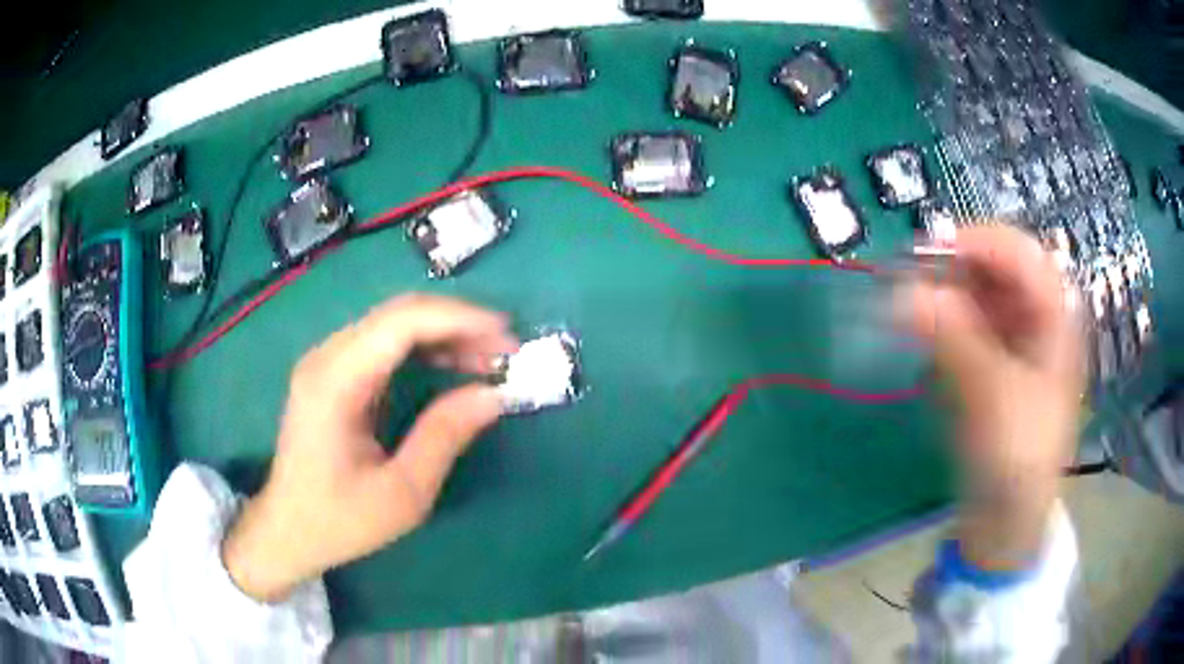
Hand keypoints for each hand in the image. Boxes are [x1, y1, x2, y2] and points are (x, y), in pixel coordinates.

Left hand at [222, 294, 517, 601]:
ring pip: (394, 324)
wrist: (287, 531)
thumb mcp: (402, 493)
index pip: (402, 322)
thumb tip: (494, 394)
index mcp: (335, 382)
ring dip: (445, 334)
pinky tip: (453, 366)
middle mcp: (327, 357)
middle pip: (399, 314)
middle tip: (507, 351)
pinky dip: (425, 349)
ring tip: (489, 360)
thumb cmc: (339, 521)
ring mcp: (327, 362)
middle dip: (459, 324)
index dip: (459, 318)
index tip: (508, 335)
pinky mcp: (333, 374)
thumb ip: (445, 437)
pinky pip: (384, 344)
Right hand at [901, 225, 1084, 569]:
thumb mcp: (991, 396)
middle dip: (956, 266)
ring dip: (944, 291)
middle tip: (912, 280)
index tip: (929, 252)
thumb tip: (901, 292)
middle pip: (998, 266)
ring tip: (912, 307)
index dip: (979, 243)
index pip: (1022, 254)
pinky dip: (943, 319)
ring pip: (978, 291)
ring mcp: (1015, 337)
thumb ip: (953, 338)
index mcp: (1056, 317)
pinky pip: (966, 320)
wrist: (1008, 515)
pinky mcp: (992, 358)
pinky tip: (926, 334)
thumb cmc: (1017, 457)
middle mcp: (1037, 316)